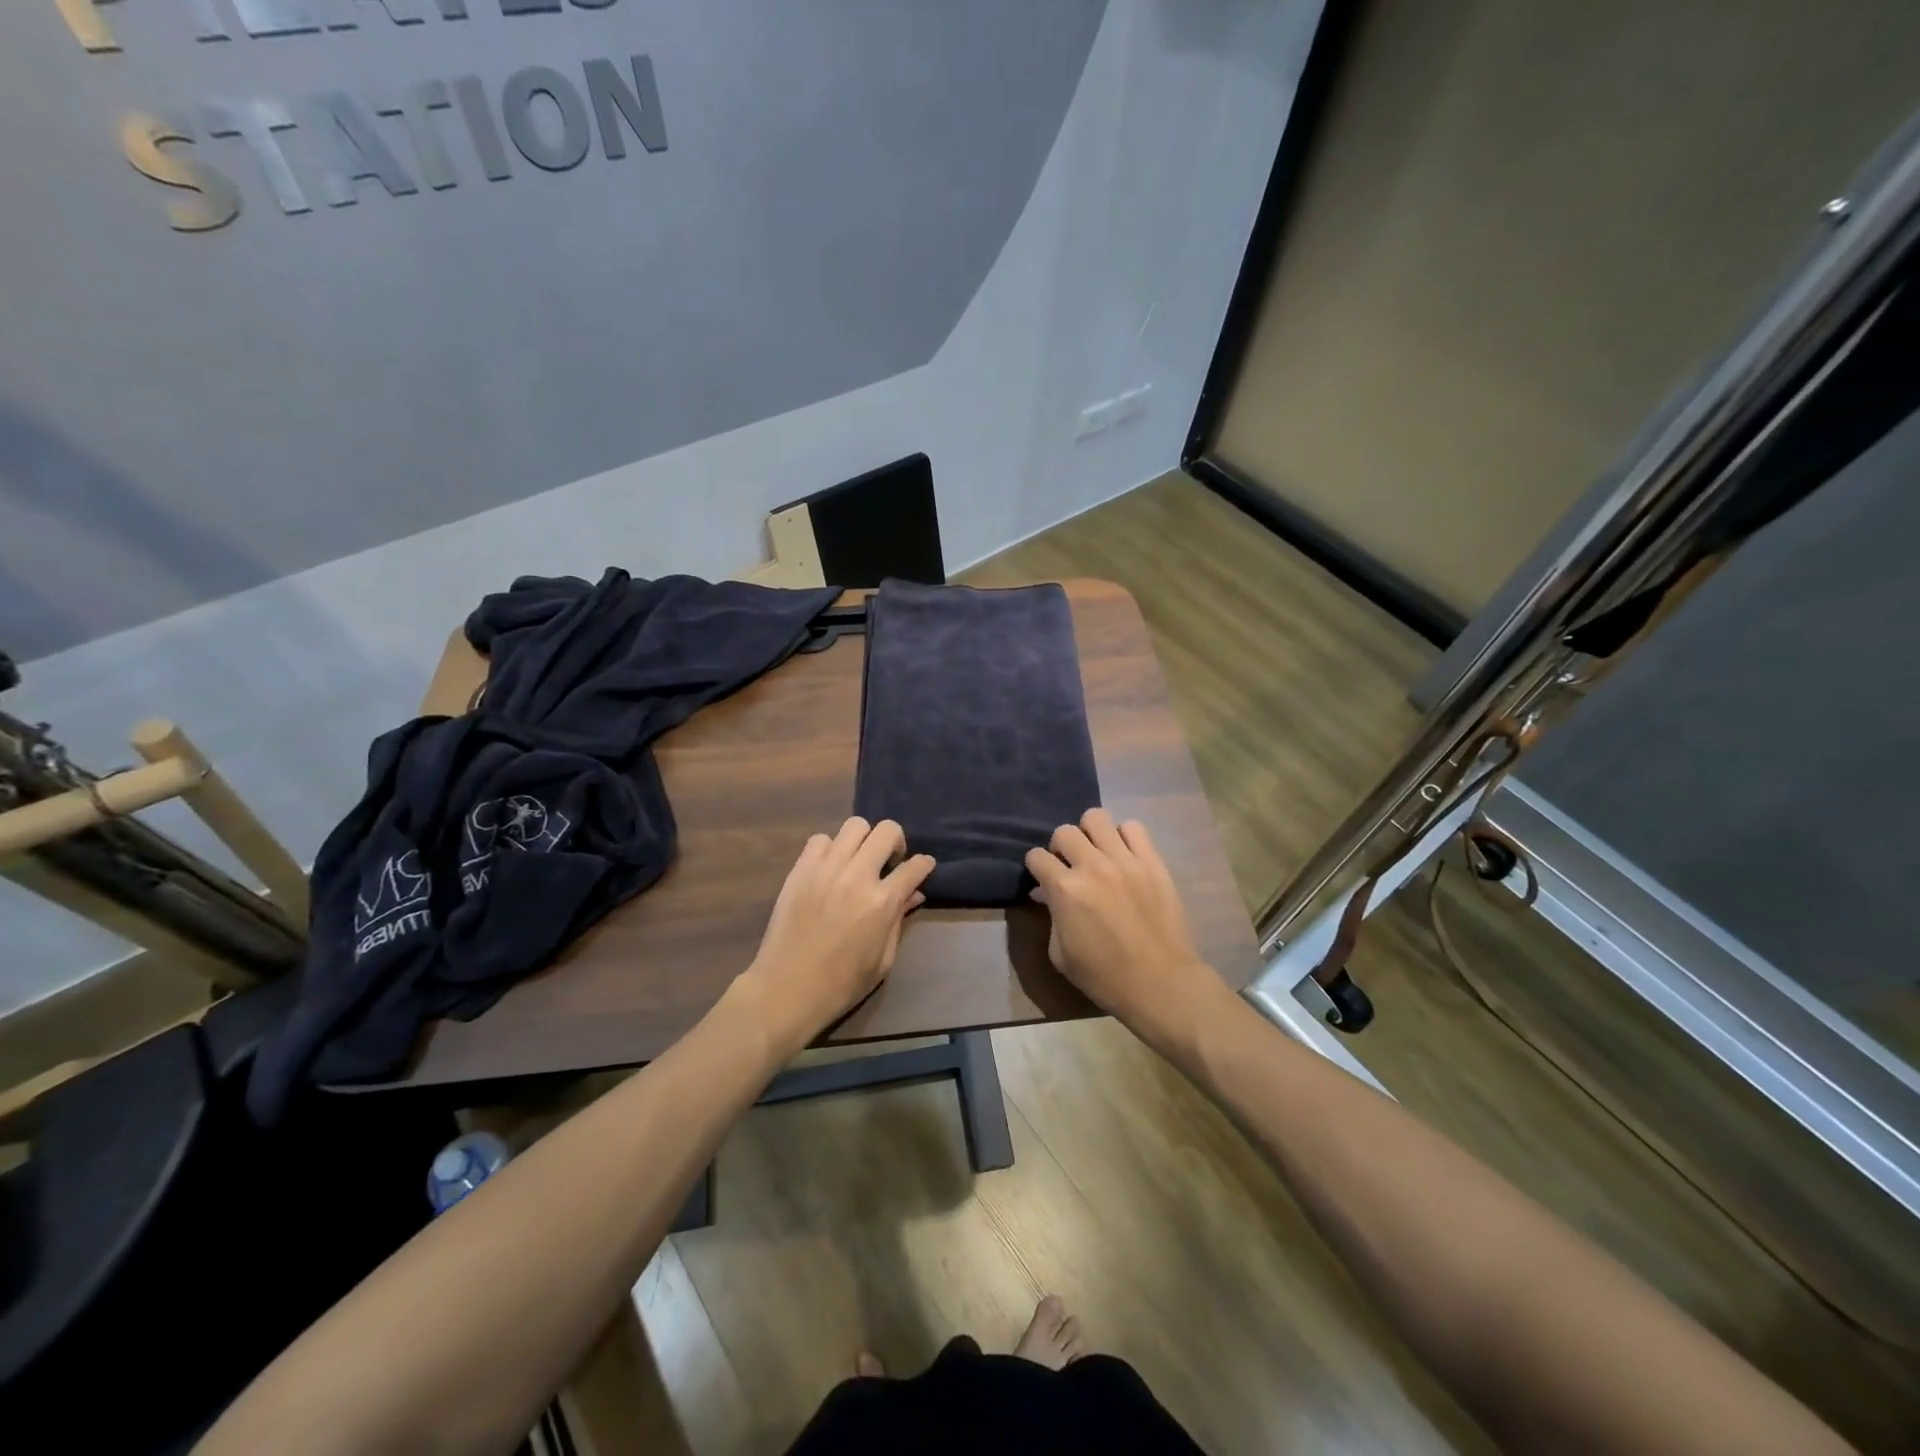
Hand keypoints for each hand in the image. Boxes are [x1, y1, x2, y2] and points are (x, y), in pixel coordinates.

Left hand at [739, 817, 934, 1051]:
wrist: (786, 989)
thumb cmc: (841, 984)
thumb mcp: (883, 959)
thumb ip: (899, 920)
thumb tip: (914, 894)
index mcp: (882, 902)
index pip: (914, 867)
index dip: (924, 864)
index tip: (923, 866)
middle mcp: (857, 876)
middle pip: (887, 831)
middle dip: (896, 842)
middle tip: (890, 861)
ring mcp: (826, 868)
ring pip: (855, 826)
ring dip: (864, 840)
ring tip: (859, 859)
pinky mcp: (800, 869)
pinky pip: (820, 839)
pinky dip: (831, 848)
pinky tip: (830, 867)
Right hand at [1025, 809, 1220, 1041]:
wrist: (1160, 983)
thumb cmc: (1104, 976)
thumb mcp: (1060, 954)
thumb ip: (1050, 916)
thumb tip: (1046, 894)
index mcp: (1065, 890)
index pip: (1036, 856)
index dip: (1036, 867)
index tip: (1042, 878)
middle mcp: (1092, 866)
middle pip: (1064, 832)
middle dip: (1060, 847)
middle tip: (1069, 866)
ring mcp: (1125, 860)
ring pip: (1096, 818)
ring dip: (1089, 834)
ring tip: (1096, 853)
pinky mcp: (1152, 862)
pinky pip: (1134, 828)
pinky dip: (1123, 836)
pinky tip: (1123, 856)